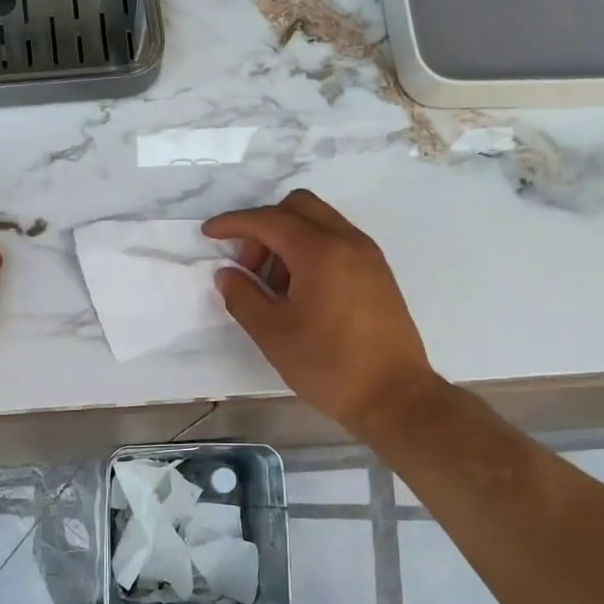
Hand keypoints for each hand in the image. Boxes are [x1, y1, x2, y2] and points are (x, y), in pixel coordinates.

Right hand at [203, 191, 446, 441]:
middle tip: (249, 267)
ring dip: (288, 240)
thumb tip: (227, 274)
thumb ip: (243, 297)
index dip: (234, 223)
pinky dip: (311, 252)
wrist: (395, 396)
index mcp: (321, 252)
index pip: (269, 220)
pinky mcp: (378, 274)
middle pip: (298, 207)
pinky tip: (300, 294)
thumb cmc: (328, 365)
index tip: (208, 233)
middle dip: (264, 227)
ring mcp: (368, 256)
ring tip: (274, 289)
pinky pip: (337, 242)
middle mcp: (348, 242)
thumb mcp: (272, 334)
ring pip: (319, 223)